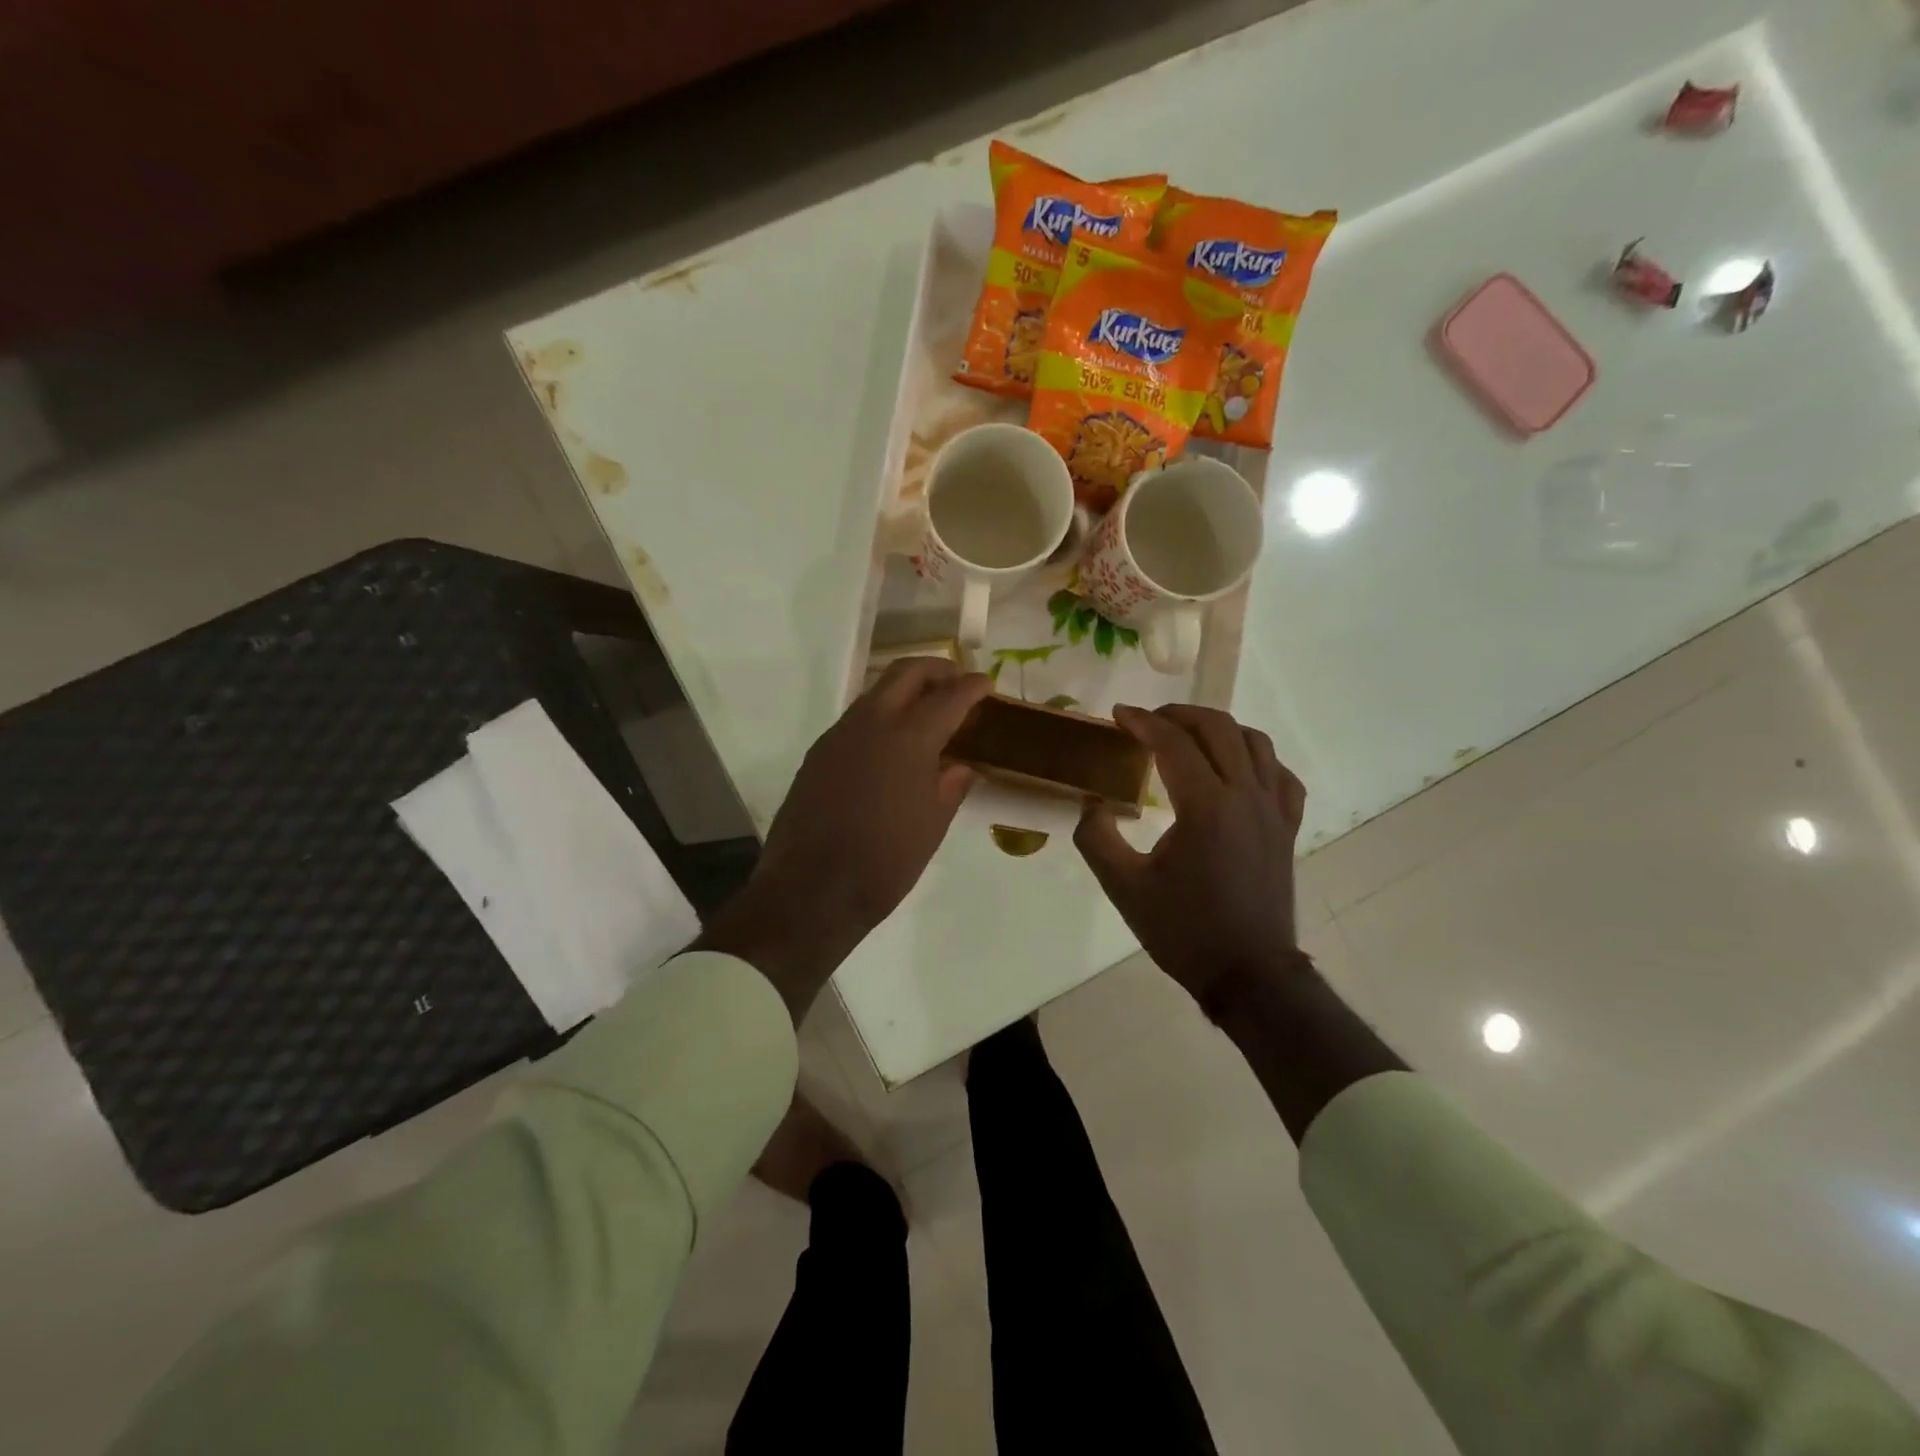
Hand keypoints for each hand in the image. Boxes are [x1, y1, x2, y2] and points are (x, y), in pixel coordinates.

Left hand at [699, 658, 990, 1020]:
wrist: (811, 890)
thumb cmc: (884, 862)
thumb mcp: (931, 827)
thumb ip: (950, 787)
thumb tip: (960, 766)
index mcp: (908, 739)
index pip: (948, 697)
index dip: (971, 687)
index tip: (986, 684)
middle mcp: (871, 724)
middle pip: (905, 673)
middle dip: (936, 670)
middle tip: (957, 682)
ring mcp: (838, 736)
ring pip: (876, 692)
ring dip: (905, 690)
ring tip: (927, 712)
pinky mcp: (818, 753)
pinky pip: (855, 719)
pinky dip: (881, 715)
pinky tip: (891, 743)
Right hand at [1074, 705, 1307, 1012]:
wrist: (1248, 974)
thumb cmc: (1184, 930)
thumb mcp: (1124, 887)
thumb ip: (1096, 838)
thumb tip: (1092, 805)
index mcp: (1205, 806)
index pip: (1173, 742)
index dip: (1142, 721)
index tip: (1118, 715)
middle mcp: (1245, 796)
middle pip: (1218, 728)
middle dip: (1179, 714)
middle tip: (1148, 721)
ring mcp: (1273, 810)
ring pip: (1255, 742)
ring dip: (1218, 728)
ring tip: (1188, 737)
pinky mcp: (1288, 827)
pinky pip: (1280, 774)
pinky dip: (1256, 758)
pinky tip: (1237, 769)